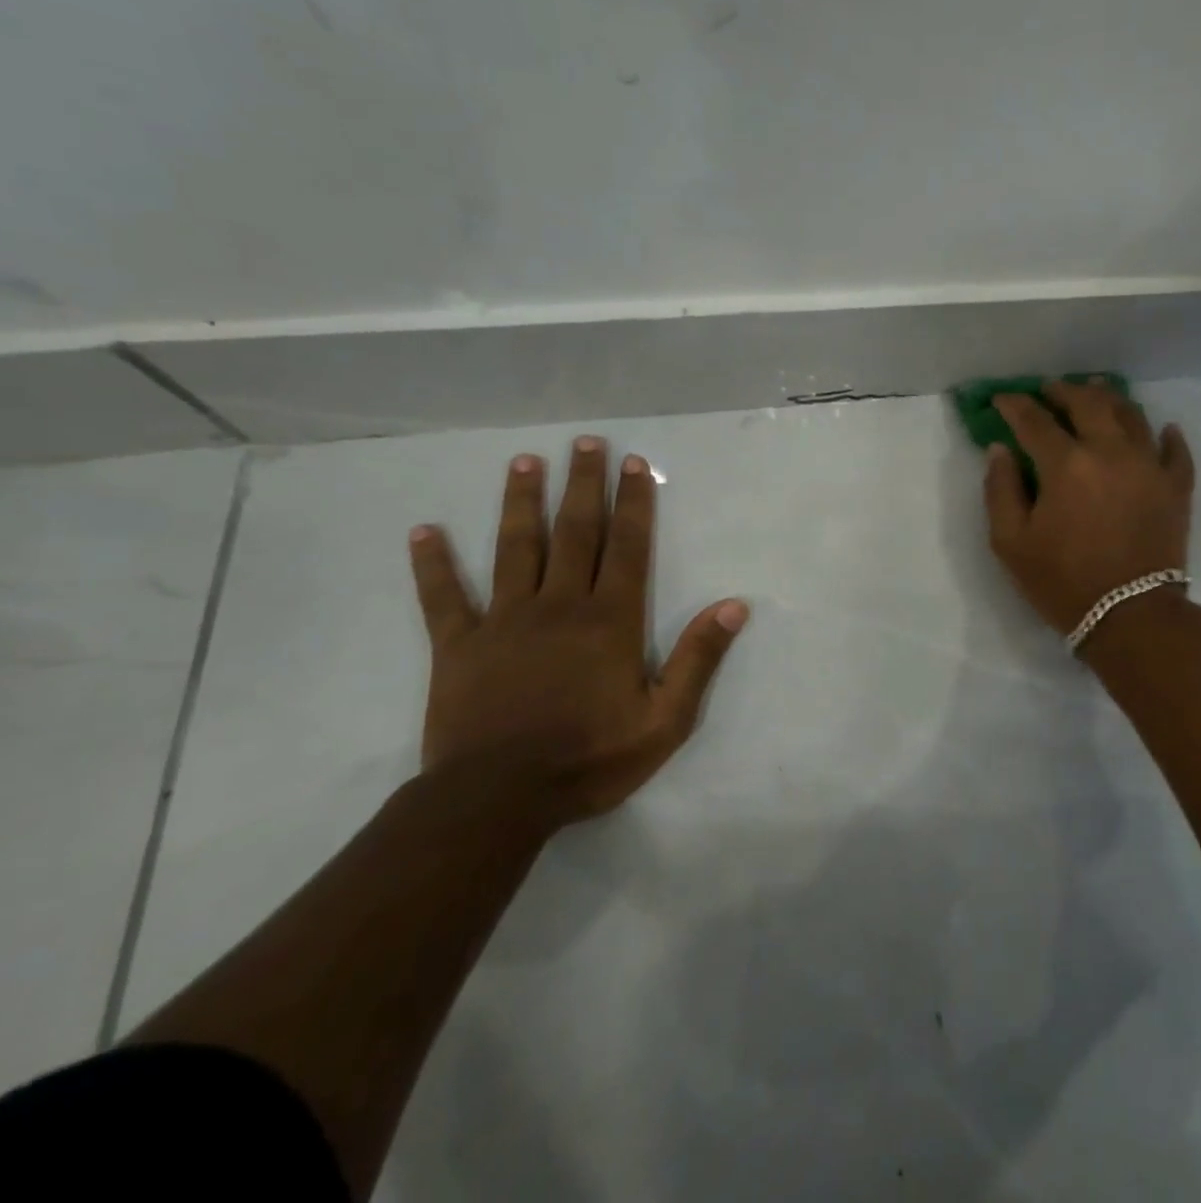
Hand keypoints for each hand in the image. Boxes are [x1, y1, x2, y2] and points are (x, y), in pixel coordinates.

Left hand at [407, 435, 749, 830]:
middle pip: (575, 532)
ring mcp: (504, 621)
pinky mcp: (458, 646)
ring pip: (514, 548)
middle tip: (585, 442)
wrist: (498, 801)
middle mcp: (560, 605)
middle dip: (583, 484)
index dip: (633, 503)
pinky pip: (442, 598)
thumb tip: (735, 606)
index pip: (627, 547)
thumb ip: (699, 659)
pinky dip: (433, 564)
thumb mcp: (665, 719)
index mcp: (610, 620)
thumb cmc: (590, 758)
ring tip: (523, 462)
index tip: (634, 464)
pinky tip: (423, 531)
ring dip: (520, 502)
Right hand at [983, 382, 1195, 635]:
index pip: (1034, 420)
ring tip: (1096, 391)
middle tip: (1049, 390)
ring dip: (1109, 399)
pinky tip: (1164, 429)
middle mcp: (1110, 451)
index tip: (1002, 400)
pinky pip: (1175, 451)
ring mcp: (1149, 466)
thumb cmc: (1063, 581)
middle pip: (1087, 403)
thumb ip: (1000, 490)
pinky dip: (1168, 436)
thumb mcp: (1011, 543)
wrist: (1131, 617)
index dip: (1014, 405)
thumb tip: (1000, 450)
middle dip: (1062, 391)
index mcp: (1066, 464)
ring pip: (1131, 415)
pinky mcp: (1176, 487)